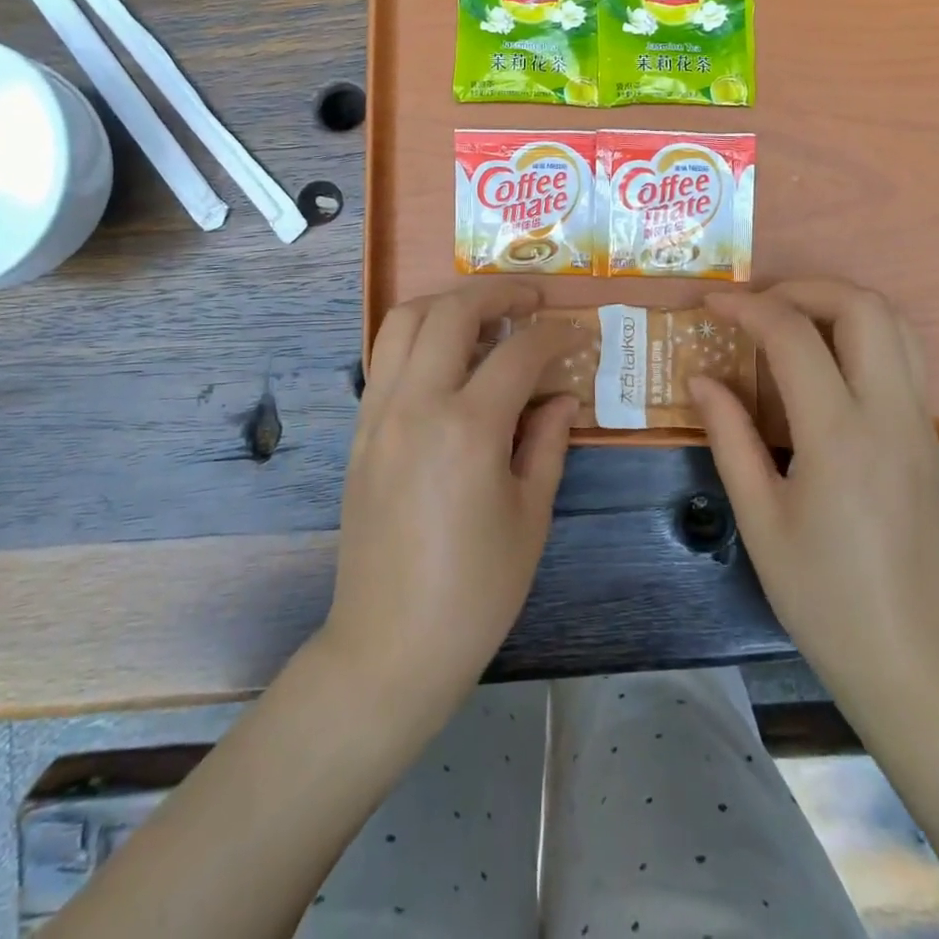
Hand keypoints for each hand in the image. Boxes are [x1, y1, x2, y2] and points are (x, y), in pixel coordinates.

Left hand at [319, 282, 578, 728]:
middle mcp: (416, 404)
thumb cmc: (475, 591)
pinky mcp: (360, 429)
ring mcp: (379, 412)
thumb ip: (548, 441)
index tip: (578, 332)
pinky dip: (418, 336)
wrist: (389, 644)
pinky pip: (385, 356)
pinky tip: (448, 358)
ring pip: (404, 320)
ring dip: (448, 303)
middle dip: (499, 293)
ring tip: (485, 315)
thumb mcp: (530, 515)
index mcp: (468, 428)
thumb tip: (560, 395)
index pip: (518, 352)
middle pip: (452, 312)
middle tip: (532, 299)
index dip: (555, 334)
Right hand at [690, 279, 938, 710]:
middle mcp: (890, 414)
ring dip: (840, 304)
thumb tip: (701, 379)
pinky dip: (861, 334)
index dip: (747, 308)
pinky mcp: (929, 438)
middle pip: (864, 306)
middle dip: (805, 288)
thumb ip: (729, 436)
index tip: (712, 305)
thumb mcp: (758, 518)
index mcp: (840, 436)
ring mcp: (919, 423)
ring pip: (896, 324)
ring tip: (790, 322)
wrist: (909, 657)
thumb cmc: (822, 595)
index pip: (794, 337)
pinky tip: (823, 365)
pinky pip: (904, 357)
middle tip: (758, 305)